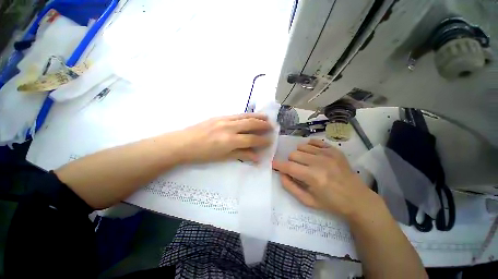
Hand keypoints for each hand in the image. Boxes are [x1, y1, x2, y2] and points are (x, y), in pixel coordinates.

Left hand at [173, 113, 272, 163]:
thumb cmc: (202, 154)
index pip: (251, 139)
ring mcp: (224, 119)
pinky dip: (246, 115)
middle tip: (272, 126)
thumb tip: (256, 157)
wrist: (182, 143)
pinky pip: (237, 114)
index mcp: (230, 140)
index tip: (270, 140)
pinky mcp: (219, 116)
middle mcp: (229, 127)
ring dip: (257, 116)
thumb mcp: (222, 157)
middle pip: (251, 124)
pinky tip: (250, 116)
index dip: (262, 140)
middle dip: (263, 125)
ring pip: (245, 116)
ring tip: (266, 117)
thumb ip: (241, 155)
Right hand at [272, 139, 381, 219]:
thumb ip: (290, 187)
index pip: (289, 167)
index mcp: (313, 177)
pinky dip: (309, 147)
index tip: (273, 164)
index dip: (278, 165)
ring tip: (305, 163)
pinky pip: (314, 141)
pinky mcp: (334, 150)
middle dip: (290, 162)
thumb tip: (281, 174)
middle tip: (296, 169)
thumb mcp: (308, 201)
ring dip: (299, 155)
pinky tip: (312, 155)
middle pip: (293, 154)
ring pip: (302, 147)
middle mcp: (320, 162)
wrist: (358, 199)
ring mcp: (328, 154)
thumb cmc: (331, 203)